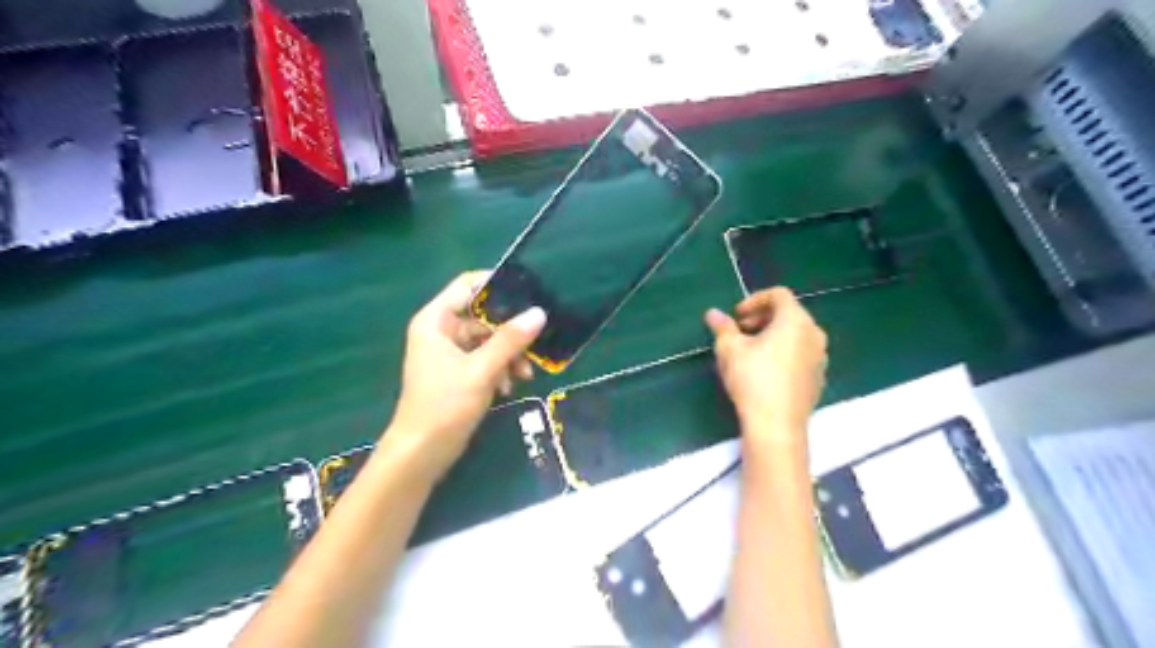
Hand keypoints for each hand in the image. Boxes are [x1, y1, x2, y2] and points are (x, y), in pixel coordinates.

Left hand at [388, 271, 547, 481]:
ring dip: (509, 354)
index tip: (530, 292)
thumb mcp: (481, 370)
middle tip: (536, 343)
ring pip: (489, 339)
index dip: (497, 284)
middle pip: (483, 315)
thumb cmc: (445, 405)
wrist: (422, 453)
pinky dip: (500, 369)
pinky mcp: (459, 372)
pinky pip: (486, 359)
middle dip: (510, 331)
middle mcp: (442, 330)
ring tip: (526, 374)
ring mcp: (450, 352)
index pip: (468, 285)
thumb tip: (539, 312)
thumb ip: (510, 340)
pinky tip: (510, 387)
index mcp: (436, 320)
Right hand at [700, 286, 824, 444]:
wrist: (777, 425)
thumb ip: (722, 327)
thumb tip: (713, 314)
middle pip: (789, 314)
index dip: (755, 300)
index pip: (779, 295)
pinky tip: (765, 372)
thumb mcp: (729, 350)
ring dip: (772, 336)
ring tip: (750, 351)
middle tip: (740, 331)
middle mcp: (814, 334)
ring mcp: (820, 357)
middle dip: (762, 318)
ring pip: (796, 335)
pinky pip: (801, 354)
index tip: (737, 316)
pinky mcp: (818, 378)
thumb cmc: (753, 379)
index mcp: (795, 320)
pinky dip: (784, 353)